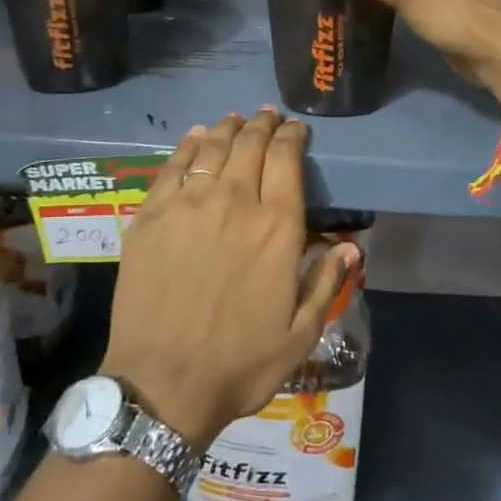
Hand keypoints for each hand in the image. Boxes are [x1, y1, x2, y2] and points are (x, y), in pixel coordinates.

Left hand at [100, 110, 359, 450]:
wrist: (163, 384)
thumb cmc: (240, 364)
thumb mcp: (300, 334)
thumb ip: (325, 283)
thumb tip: (349, 246)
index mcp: (276, 228)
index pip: (287, 161)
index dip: (292, 137)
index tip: (295, 128)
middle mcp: (234, 203)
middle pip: (250, 146)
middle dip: (262, 125)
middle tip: (267, 116)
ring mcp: (188, 205)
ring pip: (212, 149)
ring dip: (227, 129)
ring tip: (235, 119)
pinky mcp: (150, 215)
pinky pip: (172, 167)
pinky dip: (188, 146)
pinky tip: (195, 138)